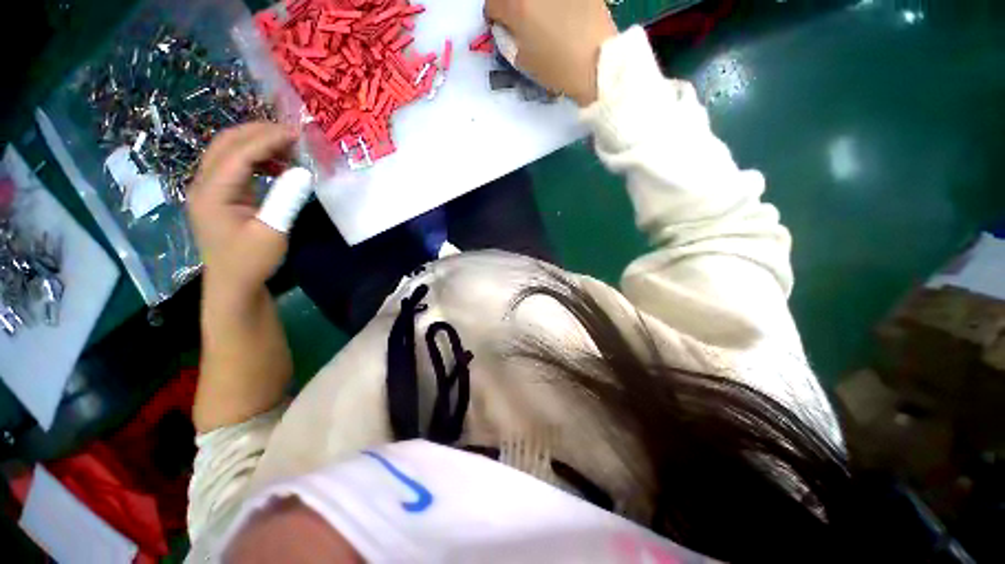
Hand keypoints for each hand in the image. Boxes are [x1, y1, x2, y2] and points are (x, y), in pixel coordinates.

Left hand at [187, 122, 296, 295]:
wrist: (233, 285)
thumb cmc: (251, 262)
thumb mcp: (273, 231)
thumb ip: (286, 198)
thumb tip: (303, 171)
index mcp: (212, 192)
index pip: (239, 153)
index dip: (268, 139)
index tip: (297, 133)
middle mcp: (204, 183)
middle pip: (226, 143)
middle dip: (259, 133)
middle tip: (292, 134)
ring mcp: (209, 189)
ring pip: (228, 151)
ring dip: (257, 144)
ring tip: (288, 148)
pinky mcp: (219, 195)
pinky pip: (234, 166)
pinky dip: (256, 159)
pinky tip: (276, 166)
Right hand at [485, 0, 616, 105]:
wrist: (596, 63)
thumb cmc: (557, 68)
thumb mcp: (523, 61)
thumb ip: (509, 40)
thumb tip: (505, 28)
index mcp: (516, 5)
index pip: (492, 4)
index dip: (495, 19)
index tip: (503, 27)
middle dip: (512, 6)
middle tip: (520, 21)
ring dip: (533, 3)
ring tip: (544, 18)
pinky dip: (555, 4)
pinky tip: (562, 15)